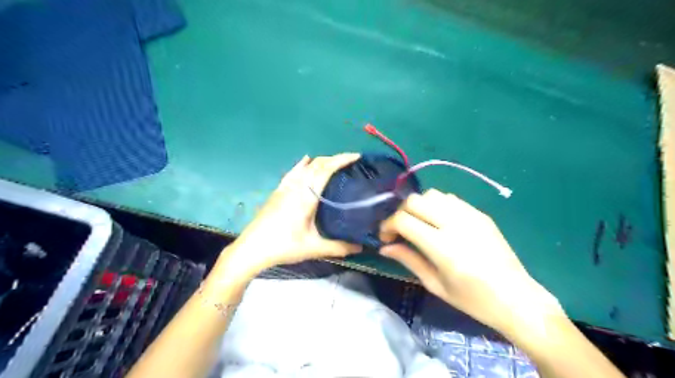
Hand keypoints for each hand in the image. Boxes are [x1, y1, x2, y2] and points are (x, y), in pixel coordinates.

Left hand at [217, 153, 363, 280]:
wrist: (251, 249)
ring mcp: (285, 187)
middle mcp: (296, 186)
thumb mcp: (314, 248)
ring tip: (334, 163)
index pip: (326, 170)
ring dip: (321, 161)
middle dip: (335, 159)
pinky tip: (305, 160)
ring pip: (305, 167)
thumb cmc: (283, 246)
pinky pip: (293, 172)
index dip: (341, 160)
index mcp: (306, 196)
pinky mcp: (278, 191)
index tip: (356, 156)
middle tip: (350, 161)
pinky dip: (303, 164)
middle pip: (317, 164)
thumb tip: (360, 246)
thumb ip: (339, 247)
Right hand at [378, 189, 565, 338]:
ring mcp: (470, 215)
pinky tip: (438, 222)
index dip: (388, 225)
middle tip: (400, 230)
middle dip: (400, 212)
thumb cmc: (473, 300)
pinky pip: (450, 199)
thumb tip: (385, 247)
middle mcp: (455, 223)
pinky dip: (436, 205)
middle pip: (415, 201)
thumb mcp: (435, 284)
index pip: (403, 220)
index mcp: (442, 246)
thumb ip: (408, 259)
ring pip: (432, 194)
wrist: (517, 299)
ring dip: (418, 206)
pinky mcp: (480, 214)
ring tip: (419, 224)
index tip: (385, 237)